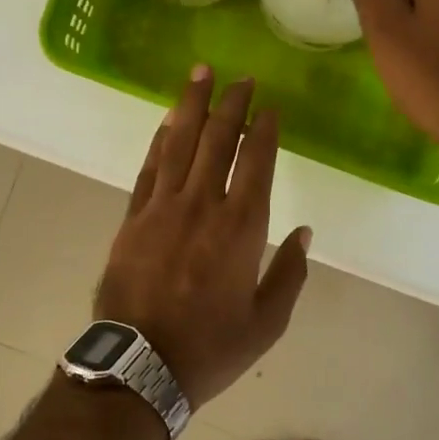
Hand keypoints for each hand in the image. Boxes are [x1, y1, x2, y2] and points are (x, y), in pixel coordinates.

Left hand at [95, 68, 310, 408]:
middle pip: (218, 140)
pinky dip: (160, 140)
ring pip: (179, 143)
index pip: (256, 162)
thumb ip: (289, 273)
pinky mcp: (133, 218)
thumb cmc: (211, 347)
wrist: (140, 365)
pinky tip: (167, 121)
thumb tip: (304, 232)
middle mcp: (203, 205)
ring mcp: (163, 208)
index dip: (264, 130)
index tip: (269, 106)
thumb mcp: (267, 322)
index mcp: (241, 228)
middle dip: (231, 104)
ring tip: (200, 74)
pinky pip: (150, 168)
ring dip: (192, 105)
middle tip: (240, 77)